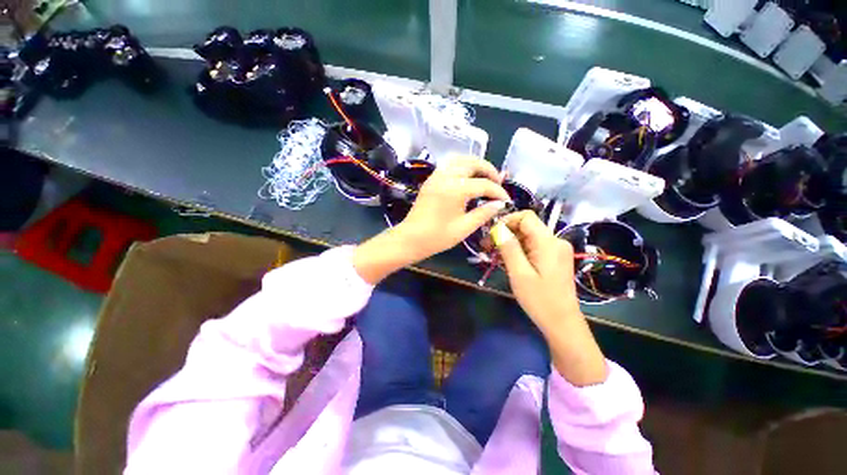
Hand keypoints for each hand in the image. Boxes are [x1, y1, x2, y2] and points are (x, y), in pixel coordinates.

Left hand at [396, 155, 510, 260]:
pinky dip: (462, 167)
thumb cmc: (437, 237)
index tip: (507, 200)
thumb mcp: (464, 228)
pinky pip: (449, 165)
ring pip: (460, 160)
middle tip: (498, 183)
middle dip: (489, 170)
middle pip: (472, 163)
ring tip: (484, 177)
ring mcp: (436, 176)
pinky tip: (467, 179)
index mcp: (455, 189)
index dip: (498, 191)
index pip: (484, 184)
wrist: (410, 238)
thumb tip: (499, 204)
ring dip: (475, 165)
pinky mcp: (431, 180)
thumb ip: (483, 213)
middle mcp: (446, 177)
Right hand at [494, 211, 607, 385]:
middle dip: (506, 233)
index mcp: (548, 242)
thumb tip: (497, 228)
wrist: (562, 323)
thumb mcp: (519, 273)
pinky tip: (509, 261)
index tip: (491, 235)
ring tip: (495, 255)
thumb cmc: (540, 300)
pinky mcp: (555, 258)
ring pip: (529, 236)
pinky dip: (519, 249)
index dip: (506, 221)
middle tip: (488, 247)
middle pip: (527, 226)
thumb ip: (509, 248)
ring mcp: (557, 250)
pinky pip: (534, 246)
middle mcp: (555, 241)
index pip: (525, 217)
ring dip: (511, 242)